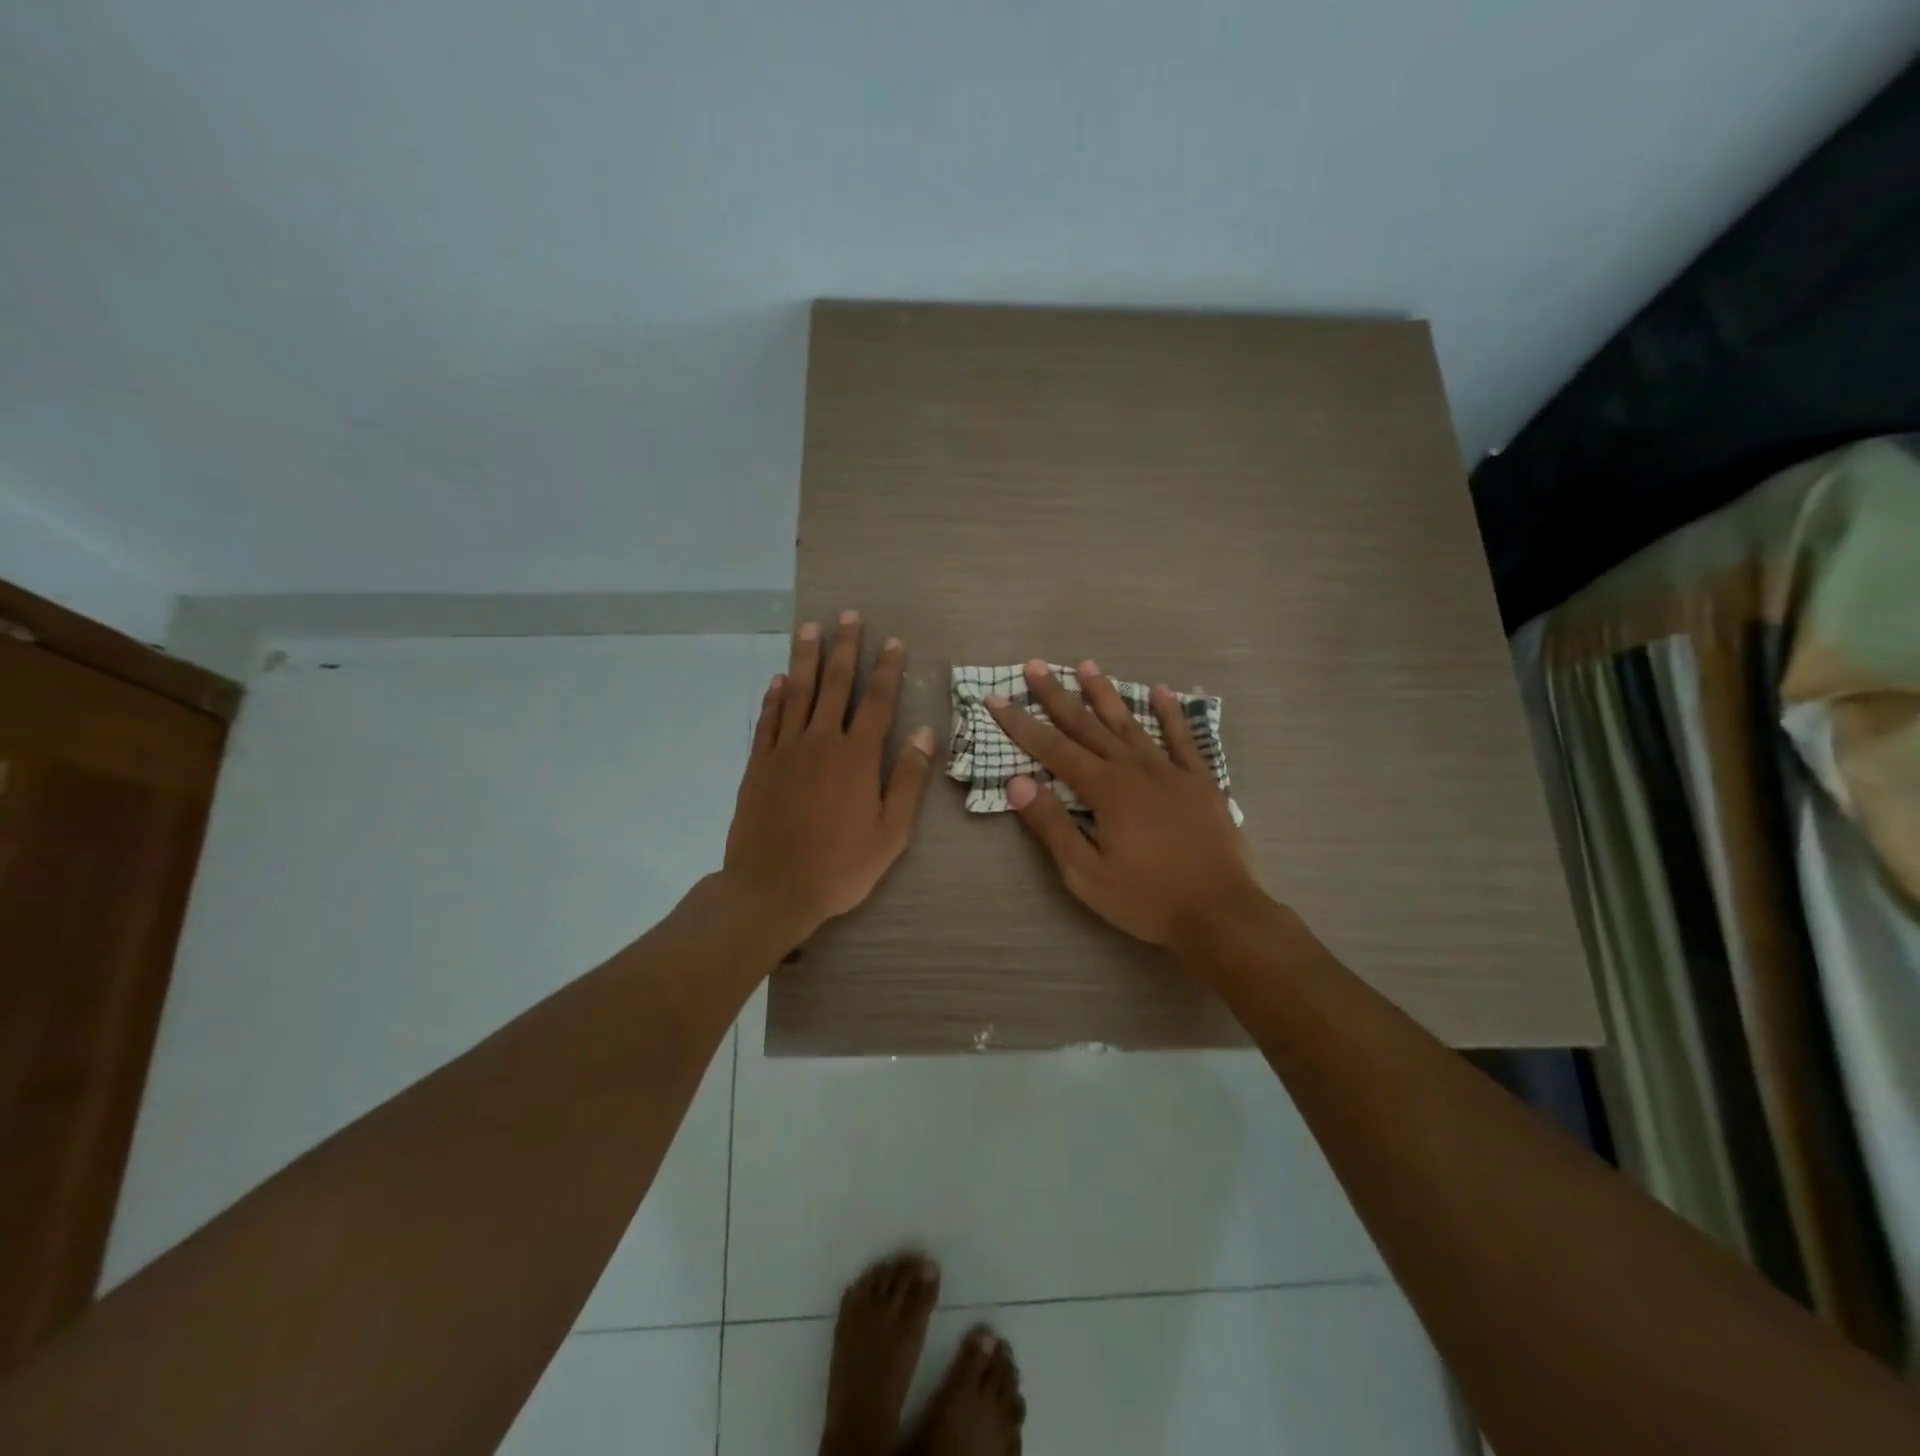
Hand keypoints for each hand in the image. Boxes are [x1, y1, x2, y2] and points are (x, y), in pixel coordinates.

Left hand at [724, 611, 935, 944]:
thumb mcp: (891, 832)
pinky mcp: (759, 764)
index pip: (877, 701)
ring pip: (797, 693)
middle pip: (834, 685)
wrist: (773, 888)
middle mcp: (821, 741)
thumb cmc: (840, 865)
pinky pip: (767, 720)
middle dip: (844, 648)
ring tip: (810, 628)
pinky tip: (779, 680)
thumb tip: (924, 733)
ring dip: (805, 658)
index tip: (893, 642)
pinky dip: (774, 697)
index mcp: (857, 757)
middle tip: (848, 616)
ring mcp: (785, 750)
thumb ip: (907, 779)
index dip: (887, 669)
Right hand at [986, 658, 1267, 951]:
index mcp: (1105, 789)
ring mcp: (1171, 772)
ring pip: (1130, 724)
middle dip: (1057, 696)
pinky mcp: (1201, 782)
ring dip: (1105, 694)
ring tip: (1086, 665)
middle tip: (1035, 666)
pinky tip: (1162, 691)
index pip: (1053, 749)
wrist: (1221, 913)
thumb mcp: (1086, 873)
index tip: (996, 699)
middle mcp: (1134, 769)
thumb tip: (1017, 782)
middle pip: (1088, 725)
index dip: (1022, 724)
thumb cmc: (1147, 899)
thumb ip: (1052, 825)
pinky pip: (1184, 739)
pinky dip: (1171, 714)